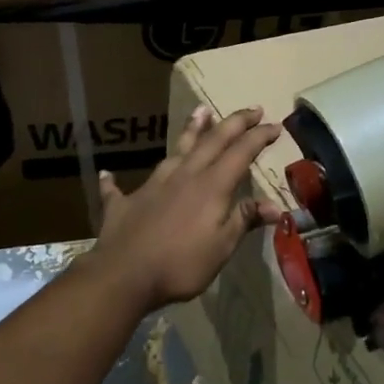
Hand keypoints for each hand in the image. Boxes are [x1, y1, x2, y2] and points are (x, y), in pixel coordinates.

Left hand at [84, 105, 284, 314]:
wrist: (124, 275)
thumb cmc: (181, 264)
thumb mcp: (221, 247)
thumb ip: (243, 220)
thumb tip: (274, 204)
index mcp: (211, 187)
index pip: (240, 153)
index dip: (259, 137)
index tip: (276, 125)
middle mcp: (183, 176)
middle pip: (212, 141)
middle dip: (234, 123)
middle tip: (252, 109)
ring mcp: (152, 185)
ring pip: (176, 150)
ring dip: (191, 130)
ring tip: (201, 111)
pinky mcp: (124, 202)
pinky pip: (118, 188)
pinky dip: (114, 181)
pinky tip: (108, 174)